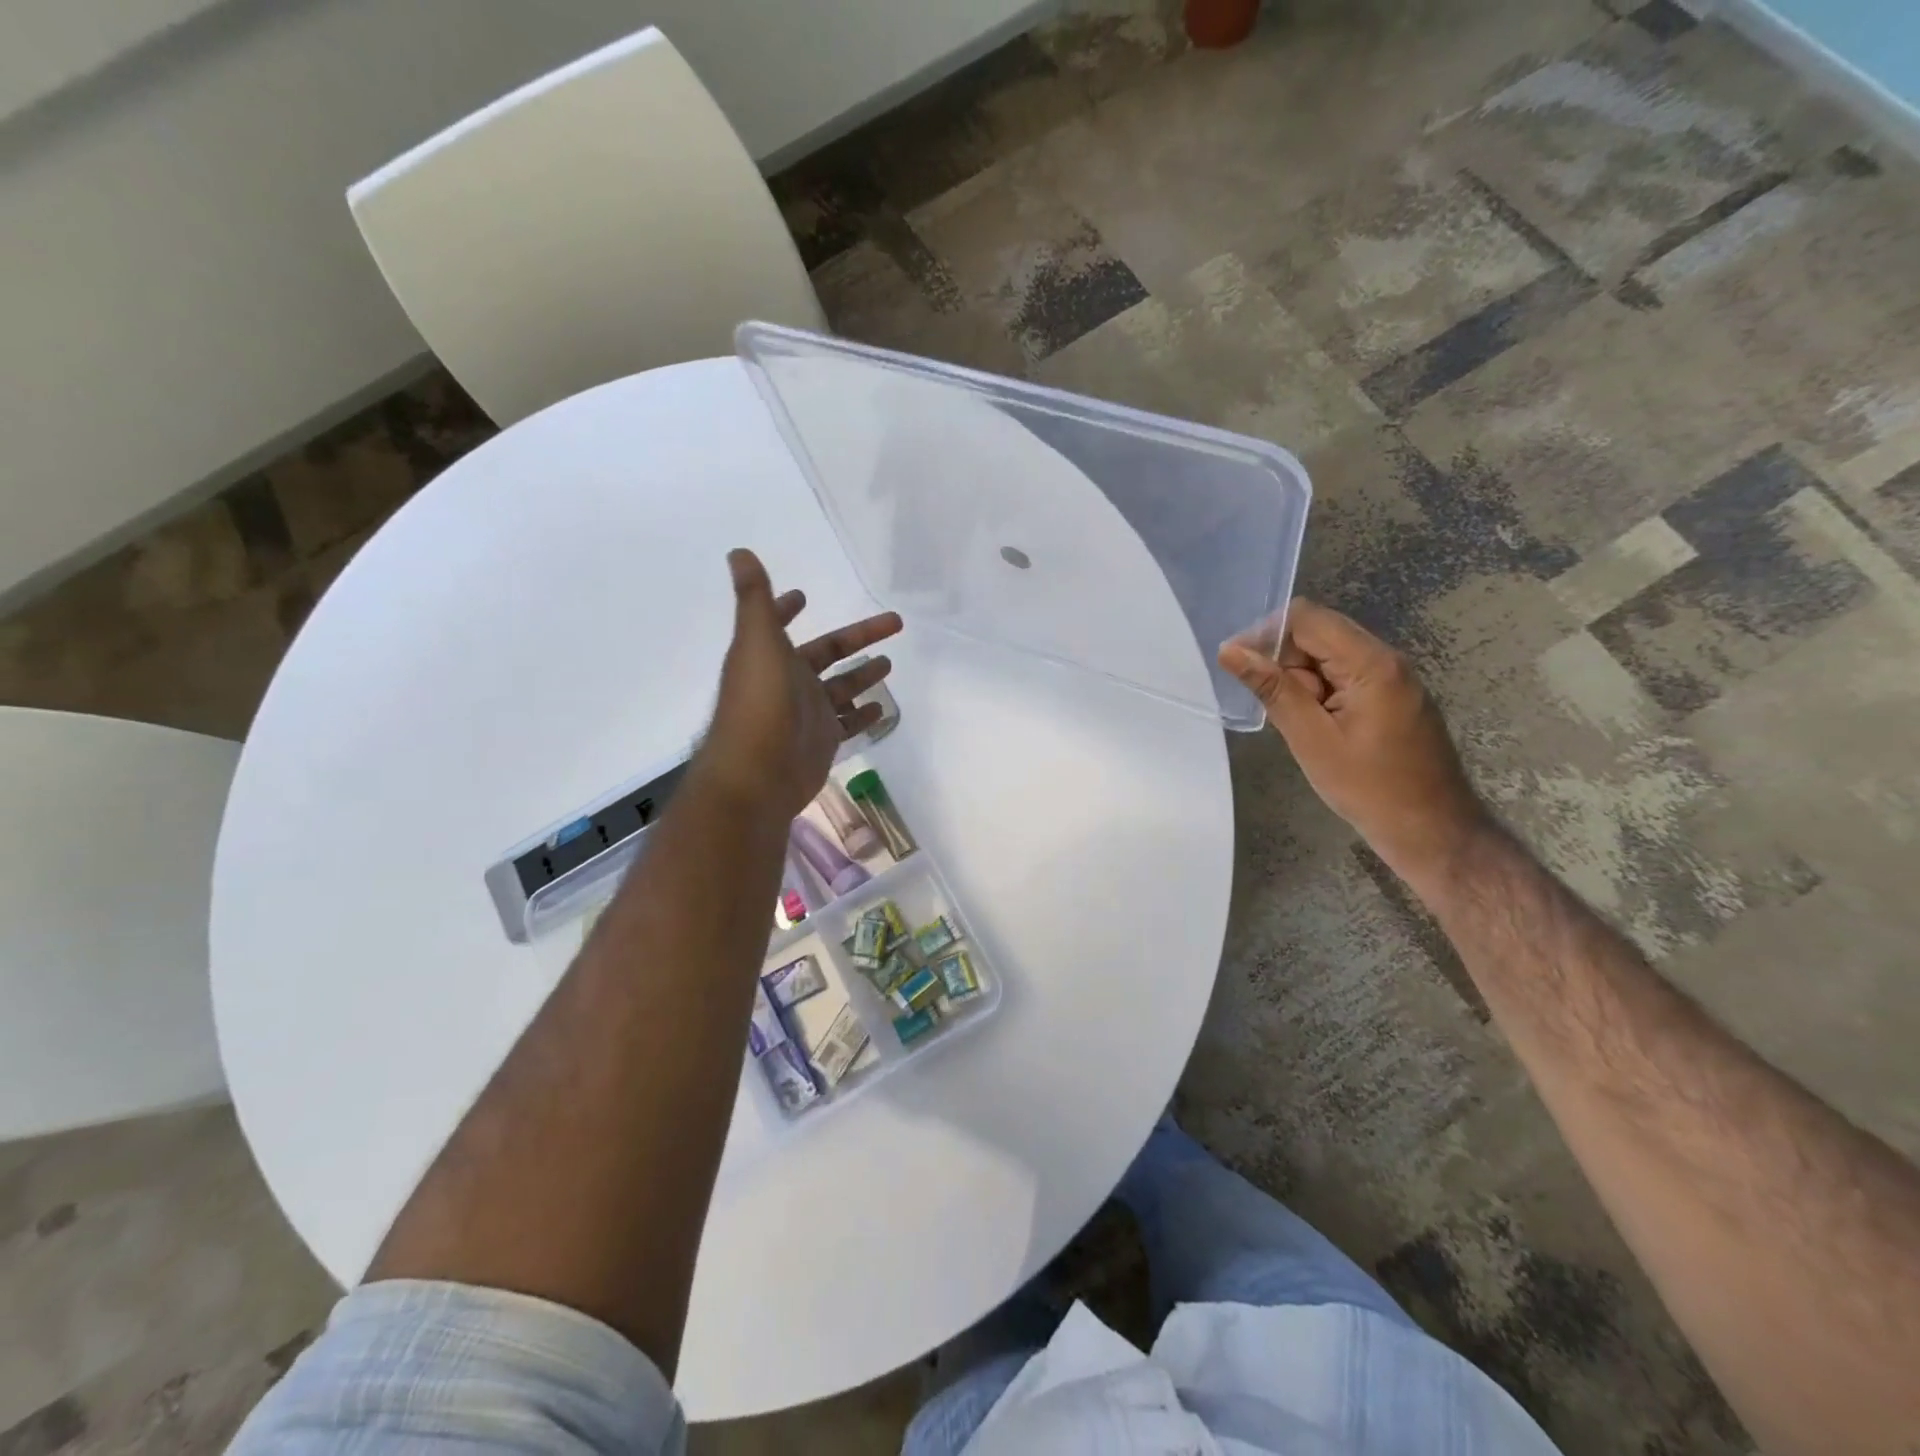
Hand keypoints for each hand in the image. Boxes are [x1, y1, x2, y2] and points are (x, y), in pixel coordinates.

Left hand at [696, 549, 902, 819]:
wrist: (758, 774)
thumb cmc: (760, 703)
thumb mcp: (758, 641)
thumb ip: (756, 599)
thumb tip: (738, 551)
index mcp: (768, 655)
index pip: (779, 624)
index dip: (786, 609)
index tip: (801, 596)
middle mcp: (787, 681)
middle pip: (827, 653)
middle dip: (857, 638)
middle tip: (894, 622)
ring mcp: (806, 713)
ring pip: (841, 688)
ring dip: (862, 675)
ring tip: (890, 663)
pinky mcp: (822, 741)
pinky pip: (848, 724)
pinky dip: (863, 715)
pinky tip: (882, 708)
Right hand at [1219, 598, 1490, 885]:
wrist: (1432, 831)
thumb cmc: (1369, 788)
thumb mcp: (1311, 739)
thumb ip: (1273, 689)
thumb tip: (1230, 651)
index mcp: (1371, 663)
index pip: (1306, 618)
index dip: (1265, 634)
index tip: (1238, 666)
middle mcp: (1386, 659)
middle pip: (1318, 633)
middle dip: (1283, 660)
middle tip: (1270, 705)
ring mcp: (1392, 678)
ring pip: (1328, 657)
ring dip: (1300, 680)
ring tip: (1296, 724)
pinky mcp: (1391, 697)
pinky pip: (1343, 677)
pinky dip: (1318, 693)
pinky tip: (1314, 727)